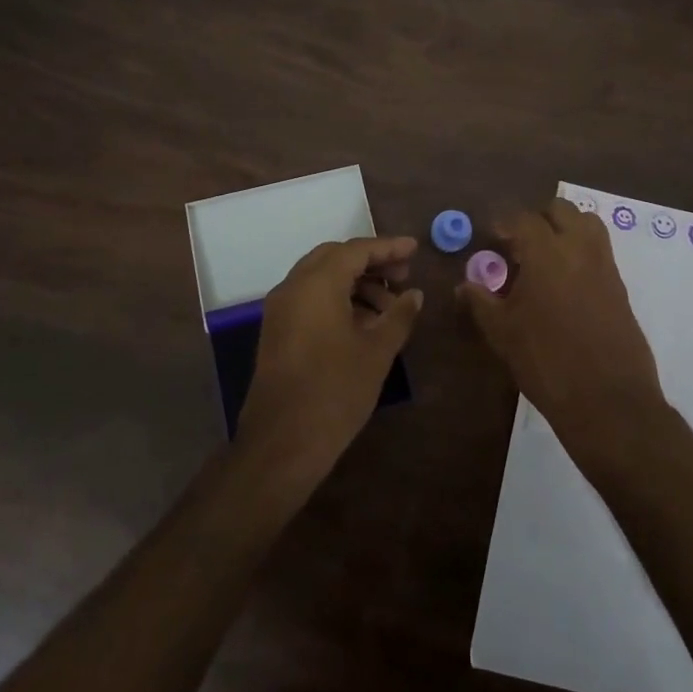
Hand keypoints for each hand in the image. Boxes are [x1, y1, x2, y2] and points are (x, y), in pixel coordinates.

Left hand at [241, 236, 423, 477]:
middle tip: (403, 275)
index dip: (388, 247)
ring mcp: (280, 309)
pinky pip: (310, 299)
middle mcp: (293, 287)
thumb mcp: (376, 352)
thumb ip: (399, 316)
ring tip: (390, 307)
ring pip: (321, 279)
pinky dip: (338, 299)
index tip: (415, 249)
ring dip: (356, 283)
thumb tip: (415, 295)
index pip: (356, 250)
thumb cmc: (335, 391)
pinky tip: (364, 322)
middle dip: (371, 262)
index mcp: (316, 284)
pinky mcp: (277, 331)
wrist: (282, 443)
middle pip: (335, 258)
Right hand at [458, 199, 668, 460]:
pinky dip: (581, 252)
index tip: (491, 237)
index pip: (522, 219)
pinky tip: (565, 283)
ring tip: (545, 257)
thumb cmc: (546, 362)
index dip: (503, 223)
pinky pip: (600, 251)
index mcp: (546, 252)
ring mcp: (605, 265)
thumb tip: (464, 284)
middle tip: (518, 244)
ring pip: (587, 224)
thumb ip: (481, 302)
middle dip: (537, 219)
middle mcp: (579, 248)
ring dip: (565, 229)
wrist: (608, 400)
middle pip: (560, 210)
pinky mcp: (620, 286)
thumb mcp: (503, 333)